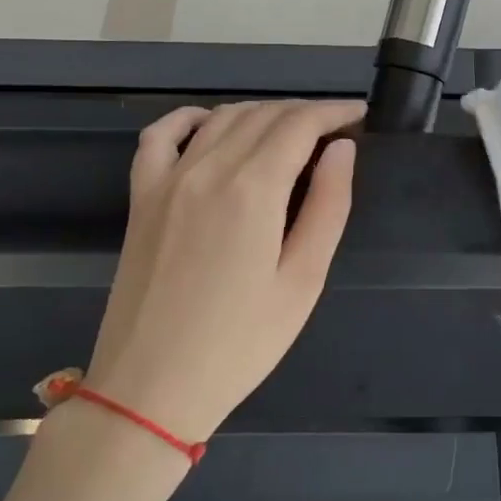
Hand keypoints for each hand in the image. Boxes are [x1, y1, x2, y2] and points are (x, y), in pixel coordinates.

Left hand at [85, 99, 364, 442]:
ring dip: (261, 113)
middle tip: (334, 130)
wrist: (151, 388)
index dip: (333, 112)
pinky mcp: (141, 198)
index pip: (299, 124)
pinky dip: (190, 118)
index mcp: (253, 190)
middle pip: (263, 115)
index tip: (359, 115)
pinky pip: (160, 136)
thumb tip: (342, 150)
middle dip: (304, 112)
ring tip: (291, 132)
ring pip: (221, 118)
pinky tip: (211, 123)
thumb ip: (328, 206)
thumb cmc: (241, 343)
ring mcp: (167, 180)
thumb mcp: (303, 281)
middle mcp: (208, 169)